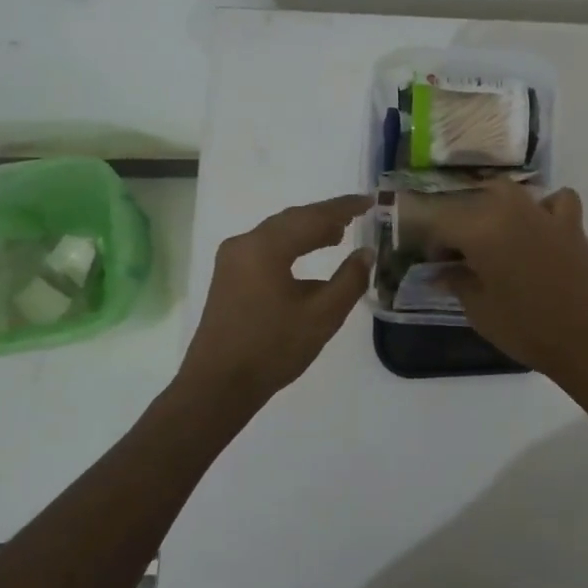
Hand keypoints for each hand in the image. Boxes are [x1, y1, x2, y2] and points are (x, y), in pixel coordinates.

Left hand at [178, 194, 371, 406]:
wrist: (218, 386)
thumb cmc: (272, 349)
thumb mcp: (322, 316)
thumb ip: (349, 280)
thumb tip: (366, 253)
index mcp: (265, 247)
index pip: (312, 216)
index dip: (343, 207)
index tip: (369, 201)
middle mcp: (244, 244)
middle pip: (291, 220)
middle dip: (324, 217)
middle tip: (357, 216)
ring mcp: (232, 261)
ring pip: (277, 234)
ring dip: (307, 232)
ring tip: (338, 235)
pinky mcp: (228, 278)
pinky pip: (265, 249)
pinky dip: (290, 247)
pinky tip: (307, 259)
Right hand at [425, 181, 587, 383]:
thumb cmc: (525, 329)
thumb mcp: (479, 310)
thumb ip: (457, 282)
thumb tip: (441, 272)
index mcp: (480, 230)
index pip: (441, 222)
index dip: (433, 243)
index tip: (435, 265)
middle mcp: (509, 210)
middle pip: (472, 200)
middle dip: (460, 222)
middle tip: (461, 254)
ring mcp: (543, 213)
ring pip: (508, 192)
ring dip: (494, 206)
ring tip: (492, 236)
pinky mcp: (571, 224)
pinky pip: (555, 200)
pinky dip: (545, 207)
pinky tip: (540, 227)